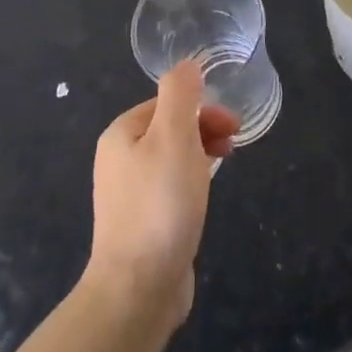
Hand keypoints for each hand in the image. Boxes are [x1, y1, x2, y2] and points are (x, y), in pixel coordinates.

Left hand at [86, 62, 237, 329]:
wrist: (138, 287)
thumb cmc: (160, 205)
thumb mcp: (174, 137)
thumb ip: (180, 95)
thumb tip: (187, 64)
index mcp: (121, 134)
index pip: (166, 103)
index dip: (202, 108)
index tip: (232, 126)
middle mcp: (118, 160)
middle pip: (168, 129)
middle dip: (204, 129)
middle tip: (234, 145)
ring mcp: (128, 194)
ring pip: (172, 159)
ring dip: (201, 155)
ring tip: (223, 168)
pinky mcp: (142, 224)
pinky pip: (170, 189)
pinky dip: (191, 184)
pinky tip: (203, 200)